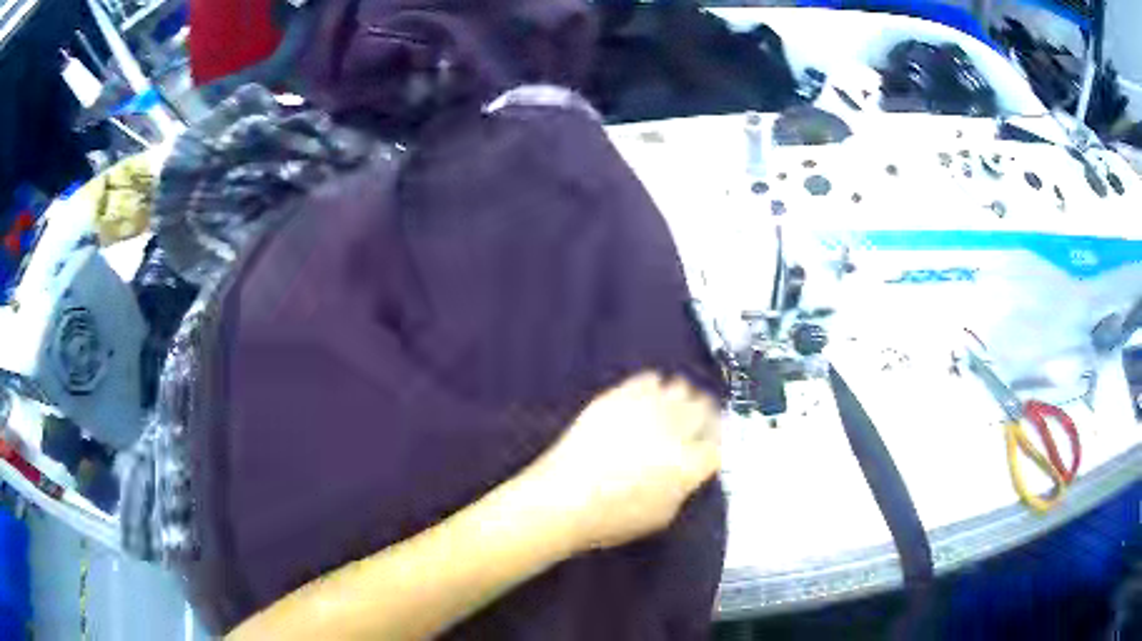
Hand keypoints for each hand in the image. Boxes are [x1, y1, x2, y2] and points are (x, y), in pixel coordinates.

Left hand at [527, 372, 720, 551]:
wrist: (561, 500)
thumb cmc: (612, 519)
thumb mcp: (662, 516)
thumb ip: (684, 487)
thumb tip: (690, 469)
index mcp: (688, 465)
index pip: (719, 443)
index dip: (717, 442)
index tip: (711, 443)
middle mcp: (674, 430)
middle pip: (705, 407)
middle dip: (705, 415)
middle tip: (695, 424)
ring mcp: (645, 409)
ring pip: (680, 387)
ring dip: (681, 398)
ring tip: (670, 410)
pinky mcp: (618, 396)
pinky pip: (648, 379)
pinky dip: (653, 387)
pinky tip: (647, 398)